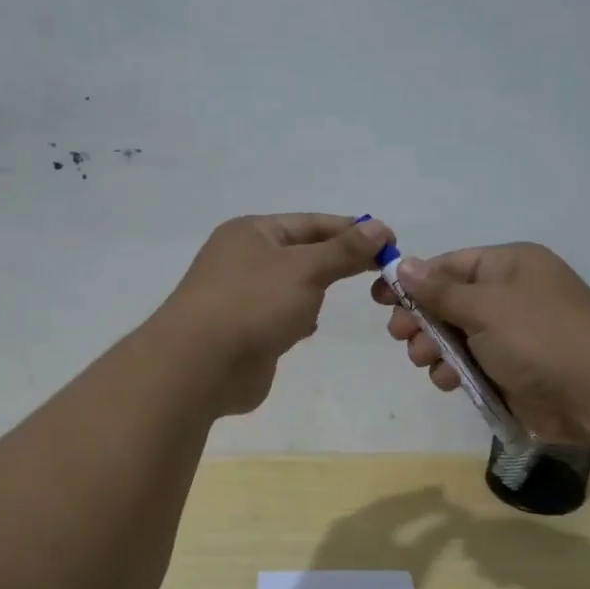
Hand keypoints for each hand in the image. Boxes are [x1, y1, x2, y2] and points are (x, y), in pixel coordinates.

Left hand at [159, 213, 392, 415]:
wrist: (199, 365)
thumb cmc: (253, 304)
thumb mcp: (305, 269)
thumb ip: (343, 250)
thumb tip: (380, 227)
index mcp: (252, 232)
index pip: (311, 223)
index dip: (351, 230)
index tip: (389, 242)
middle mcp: (244, 259)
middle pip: (303, 253)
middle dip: (336, 262)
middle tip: (379, 273)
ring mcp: (242, 296)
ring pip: (292, 286)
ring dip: (316, 292)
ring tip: (341, 300)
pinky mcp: (244, 331)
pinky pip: (280, 316)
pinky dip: (298, 319)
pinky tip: (308, 328)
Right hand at [371, 242, 589, 443]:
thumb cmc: (541, 337)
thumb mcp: (486, 307)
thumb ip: (439, 290)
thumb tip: (402, 264)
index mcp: (508, 267)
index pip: (450, 265)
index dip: (413, 280)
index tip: (379, 299)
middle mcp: (509, 296)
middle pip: (448, 302)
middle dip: (422, 319)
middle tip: (400, 336)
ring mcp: (511, 335)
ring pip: (455, 337)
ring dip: (434, 348)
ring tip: (426, 361)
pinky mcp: (511, 370)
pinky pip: (471, 365)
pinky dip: (454, 371)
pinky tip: (448, 381)